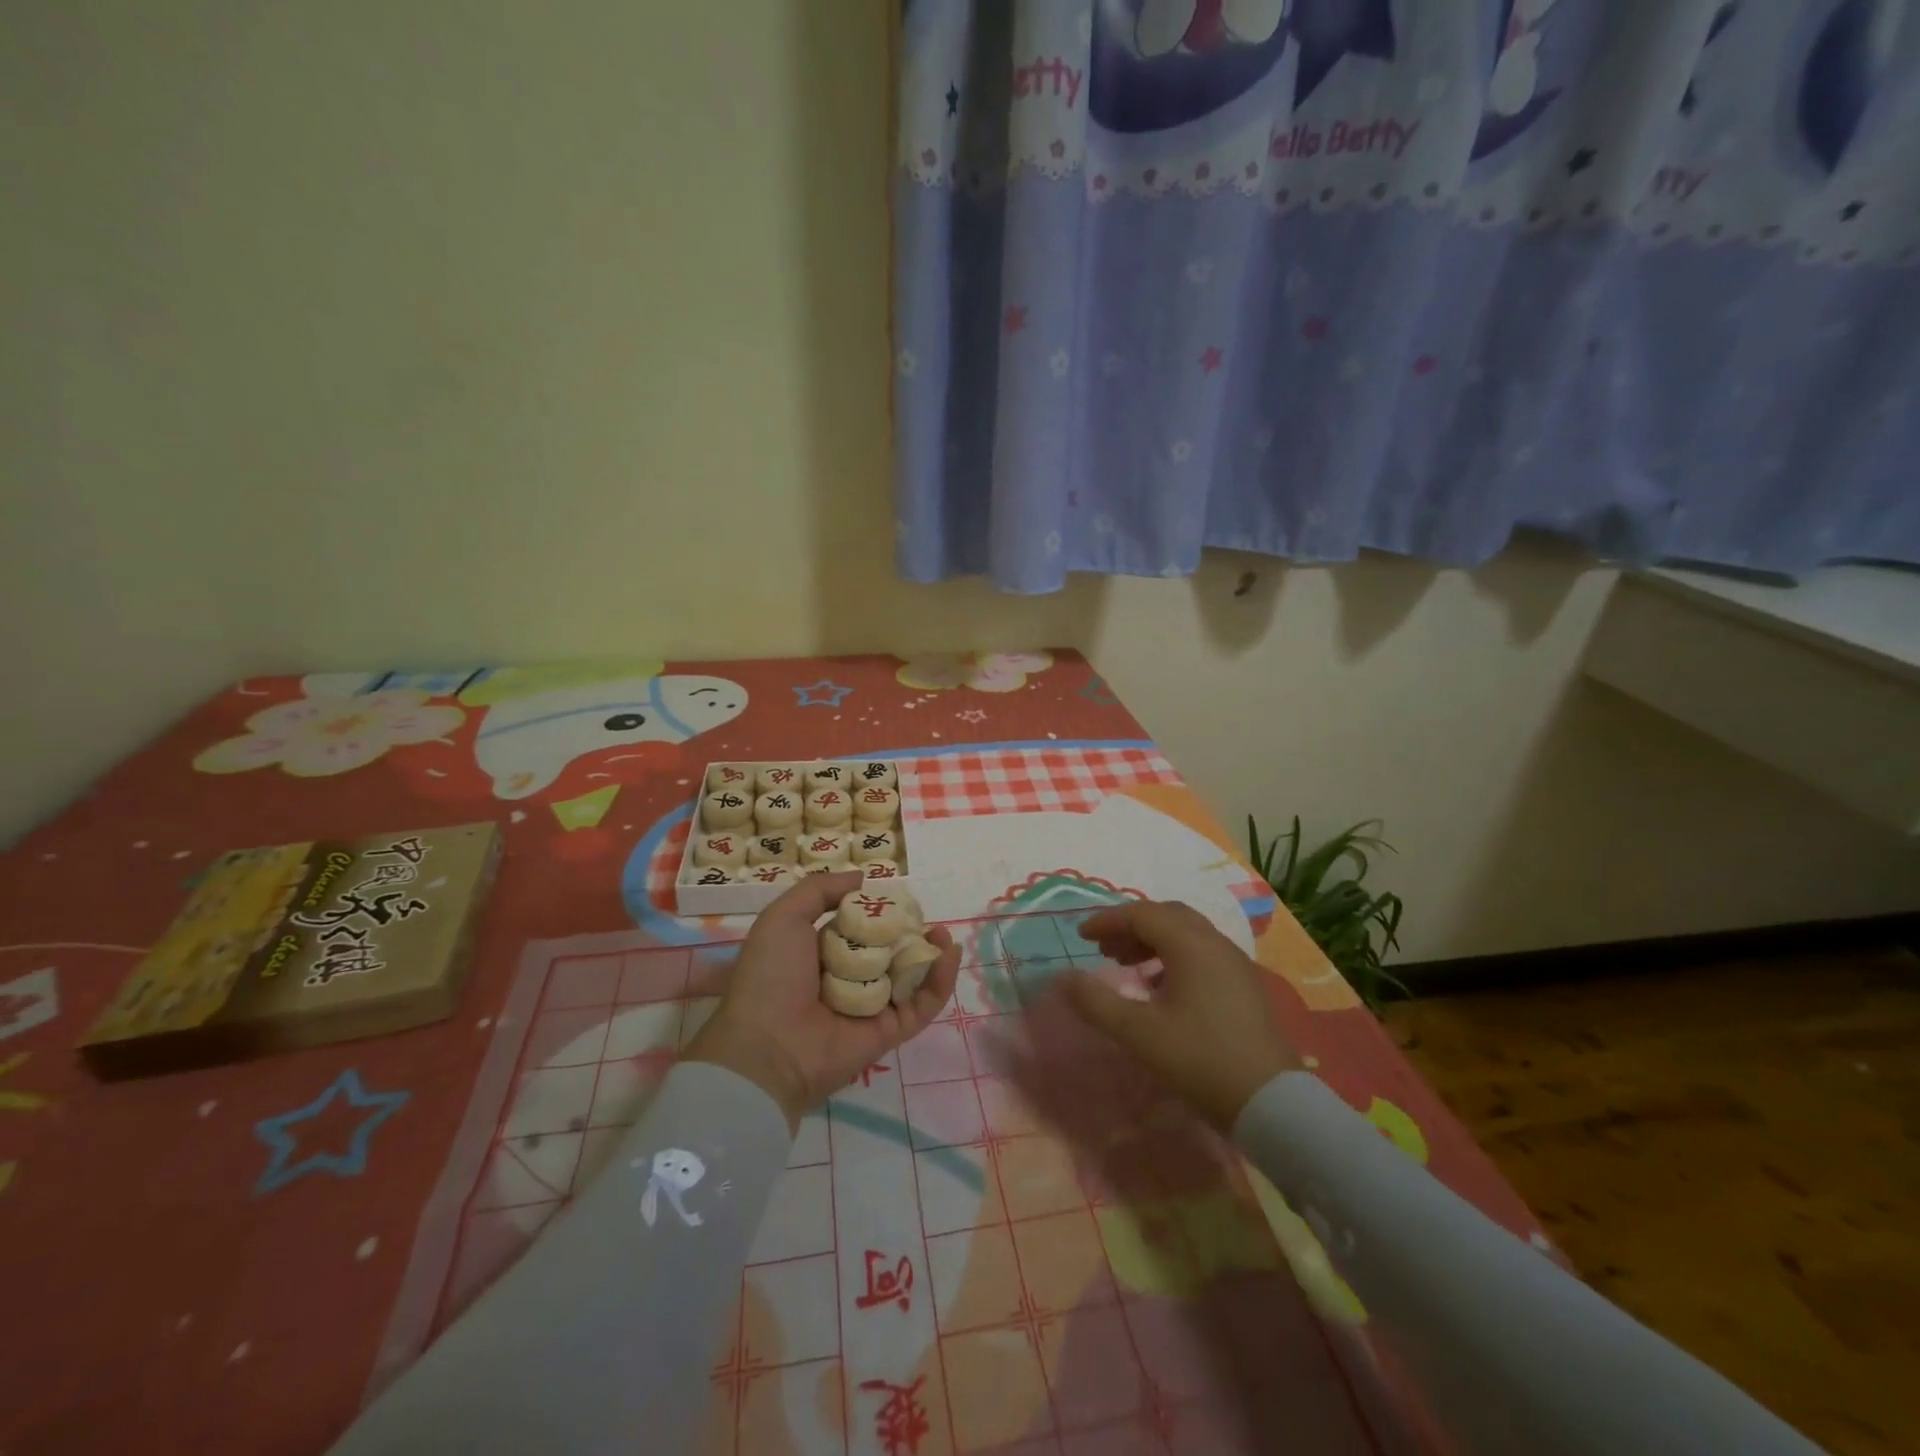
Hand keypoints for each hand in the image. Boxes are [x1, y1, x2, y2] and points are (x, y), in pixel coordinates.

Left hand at [684, 870, 959, 1131]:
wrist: (767, 1047)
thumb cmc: (771, 976)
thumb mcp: (784, 917)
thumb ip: (821, 890)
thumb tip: (863, 879)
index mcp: (821, 954)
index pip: (859, 928)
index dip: (880, 911)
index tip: (899, 897)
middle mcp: (848, 979)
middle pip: (890, 950)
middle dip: (910, 930)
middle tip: (925, 915)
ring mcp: (871, 1007)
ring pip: (911, 976)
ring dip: (931, 952)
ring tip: (942, 933)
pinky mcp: (890, 1032)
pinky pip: (922, 1004)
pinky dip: (941, 980)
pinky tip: (950, 954)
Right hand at [1064, 900, 1300, 1131]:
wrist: (1271, 1103)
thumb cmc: (1199, 1060)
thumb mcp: (1138, 1033)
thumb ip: (1095, 1002)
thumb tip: (1062, 977)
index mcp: (1190, 944)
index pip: (1141, 914)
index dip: (1107, 920)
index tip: (1081, 936)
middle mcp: (1215, 943)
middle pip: (1166, 916)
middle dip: (1131, 926)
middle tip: (1105, 949)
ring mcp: (1234, 963)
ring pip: (1186, 933)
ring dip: (1152, 941)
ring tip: (1127, 966)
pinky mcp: (1244, 985)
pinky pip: (1202, 952)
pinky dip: (1174, 956)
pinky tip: (1161, 988)